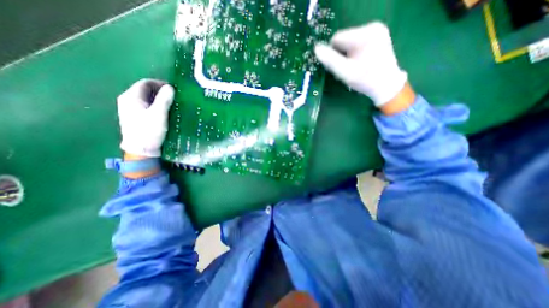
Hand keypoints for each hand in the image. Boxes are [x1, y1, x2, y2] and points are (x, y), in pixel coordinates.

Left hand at [118, 80, 173, 157]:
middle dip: (159, 91)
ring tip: (170, 104)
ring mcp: (129, 109)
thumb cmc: (149, 130)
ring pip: (145, 98)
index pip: (145, 83)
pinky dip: (154, 105)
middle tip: (173, 97)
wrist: (140, 149)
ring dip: (158, 99)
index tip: (173, 89)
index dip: (159, 83)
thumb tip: (170, 87)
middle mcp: (127, 100)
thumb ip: (164, 99)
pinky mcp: (133, 117)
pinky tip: (163, 112)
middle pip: (144, 90)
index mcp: (131, 97)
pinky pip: (144, 106)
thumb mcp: (159, 114)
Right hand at [316, 21, 408, 106]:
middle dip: (341, 55)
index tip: (339, 67)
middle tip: (347, 69)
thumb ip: (330, 60)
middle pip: (343, 40)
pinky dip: (353, 54)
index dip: (333, 55)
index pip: (337, 39)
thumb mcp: (345, 72)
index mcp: (365, 34)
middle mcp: (372, 27)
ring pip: (349, 42)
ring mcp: (376, 30)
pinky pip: (356, 43)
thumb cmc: (365, 81)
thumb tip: (316, 49)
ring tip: (354, 67)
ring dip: (346, 55)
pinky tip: (359, 63)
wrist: (386, 86)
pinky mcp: (378, 36)